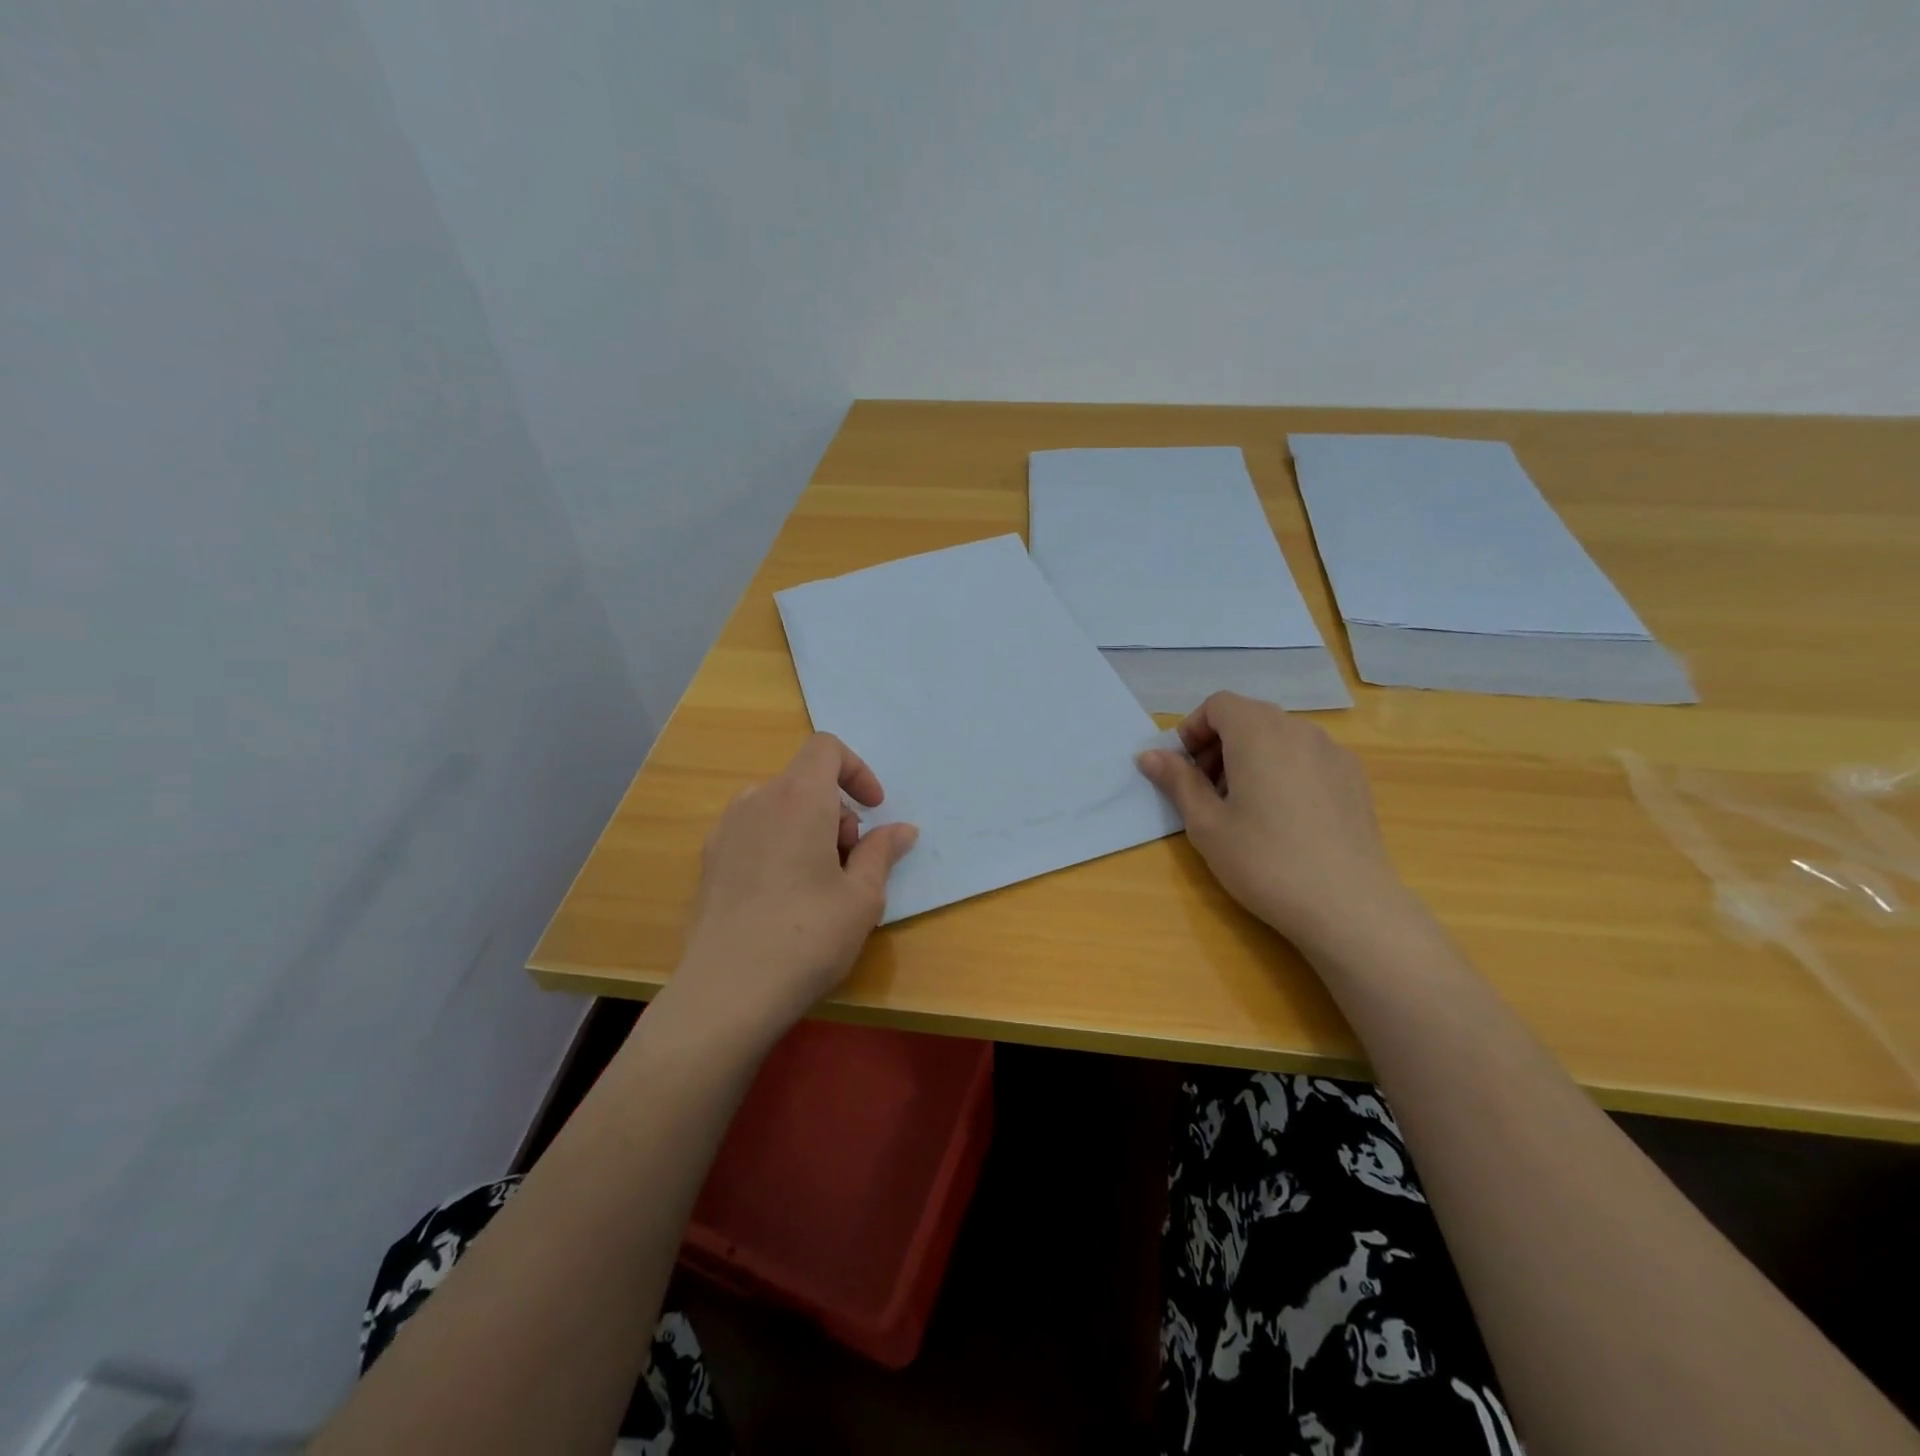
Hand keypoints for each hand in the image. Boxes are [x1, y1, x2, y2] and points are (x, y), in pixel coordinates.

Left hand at [674, 734, 918, 1042]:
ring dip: (808, 828)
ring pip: (778, 808)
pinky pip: (753, 833)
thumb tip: (901, 830)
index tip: (874, 810)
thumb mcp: (862, 897)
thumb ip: (882, 852)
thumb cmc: (808, 936)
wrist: (726, 992)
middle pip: (804, 782)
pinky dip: (778, 845)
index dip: (857, 770)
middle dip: (837, 811)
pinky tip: (783, 898)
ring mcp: (725, 831)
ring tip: (820, 884)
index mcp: (798, 798)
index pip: (826, 748)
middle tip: (851, 864)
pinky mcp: (708, 862)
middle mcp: (757, 801)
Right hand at [1136, 692, 1416, 959]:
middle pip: (1249, 717)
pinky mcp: (1354, 778)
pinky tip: (1284, 818)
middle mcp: (1299, 730)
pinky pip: (1307, 757)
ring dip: (1251, 757)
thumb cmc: (1264, 861)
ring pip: (1280, 737)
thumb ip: (1177, 781)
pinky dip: (1284, 770)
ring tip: (1244, 807)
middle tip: (1207, 791)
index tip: (1183, 769)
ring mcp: (1333, 752)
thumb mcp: (1206, 824)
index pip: (1218, 704)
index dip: (1193, 729)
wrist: (1348, 905)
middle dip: (1219, 744)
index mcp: (1258, 733)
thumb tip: (1149, 756)